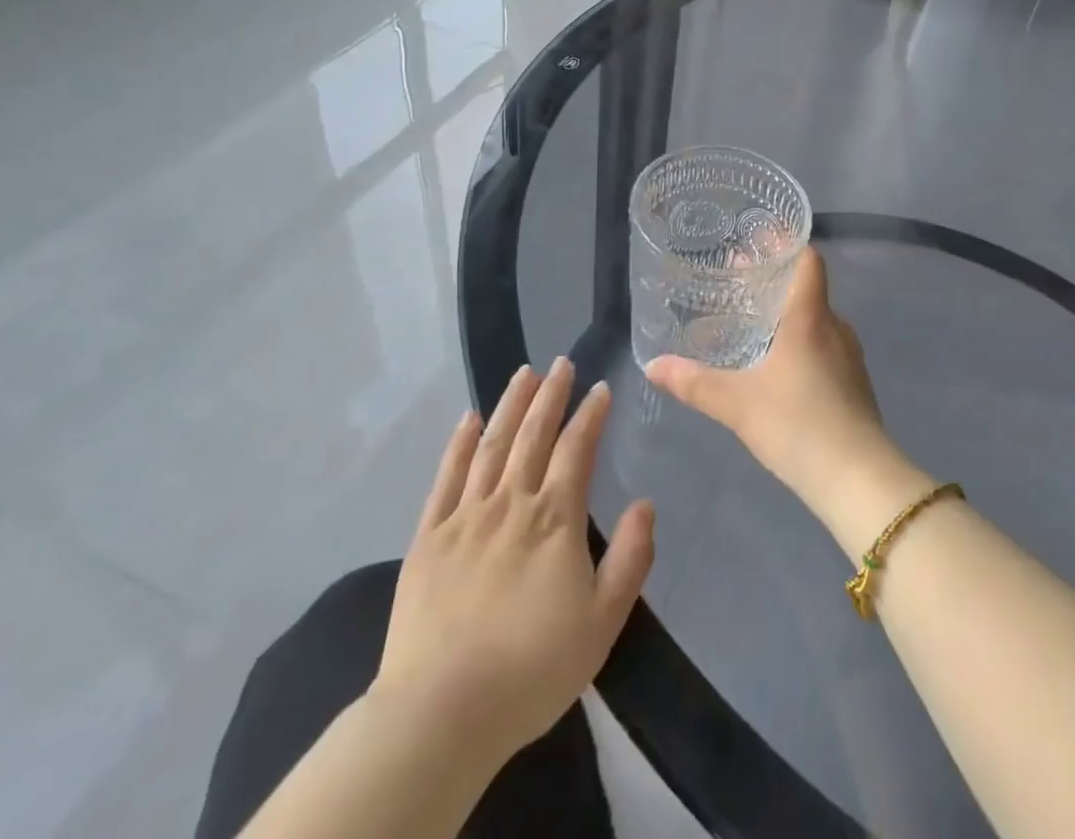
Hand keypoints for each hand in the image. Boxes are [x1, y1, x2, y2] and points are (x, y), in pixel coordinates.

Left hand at [372, 358, 654, 768]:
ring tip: (523, 373)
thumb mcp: (604, 621)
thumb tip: (646, 503)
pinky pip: (446, 478)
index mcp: (555, 518)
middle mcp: (511, 503)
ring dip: (510, 405)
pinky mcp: (428, 537)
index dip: (590, 415)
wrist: (442, 713)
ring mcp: (466, 516)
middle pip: (533, 435)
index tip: (600, 388)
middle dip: (551, 395)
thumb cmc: (533, 668)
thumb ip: (631, 557)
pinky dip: (459, 444)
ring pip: (492, 445)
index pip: (576, 449)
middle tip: (561, 362)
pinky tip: (467, 419)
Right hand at [645, 249, 891, 506]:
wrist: (857, 478)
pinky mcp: (855, 384)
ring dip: (788, 317)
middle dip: (775, 283)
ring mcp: (850, 356)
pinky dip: (802, 344)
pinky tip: (779, 367)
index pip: (808, 260)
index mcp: (810, 317)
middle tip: (738, 284)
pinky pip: (826, 347)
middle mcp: (835, 327)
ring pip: (817, 321)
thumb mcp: (737, 403)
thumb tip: (652, 365)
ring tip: (753, 326)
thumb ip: (694, 383)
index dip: (786, 245)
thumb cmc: (797, 424)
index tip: (757, 241)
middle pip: (808, 289)